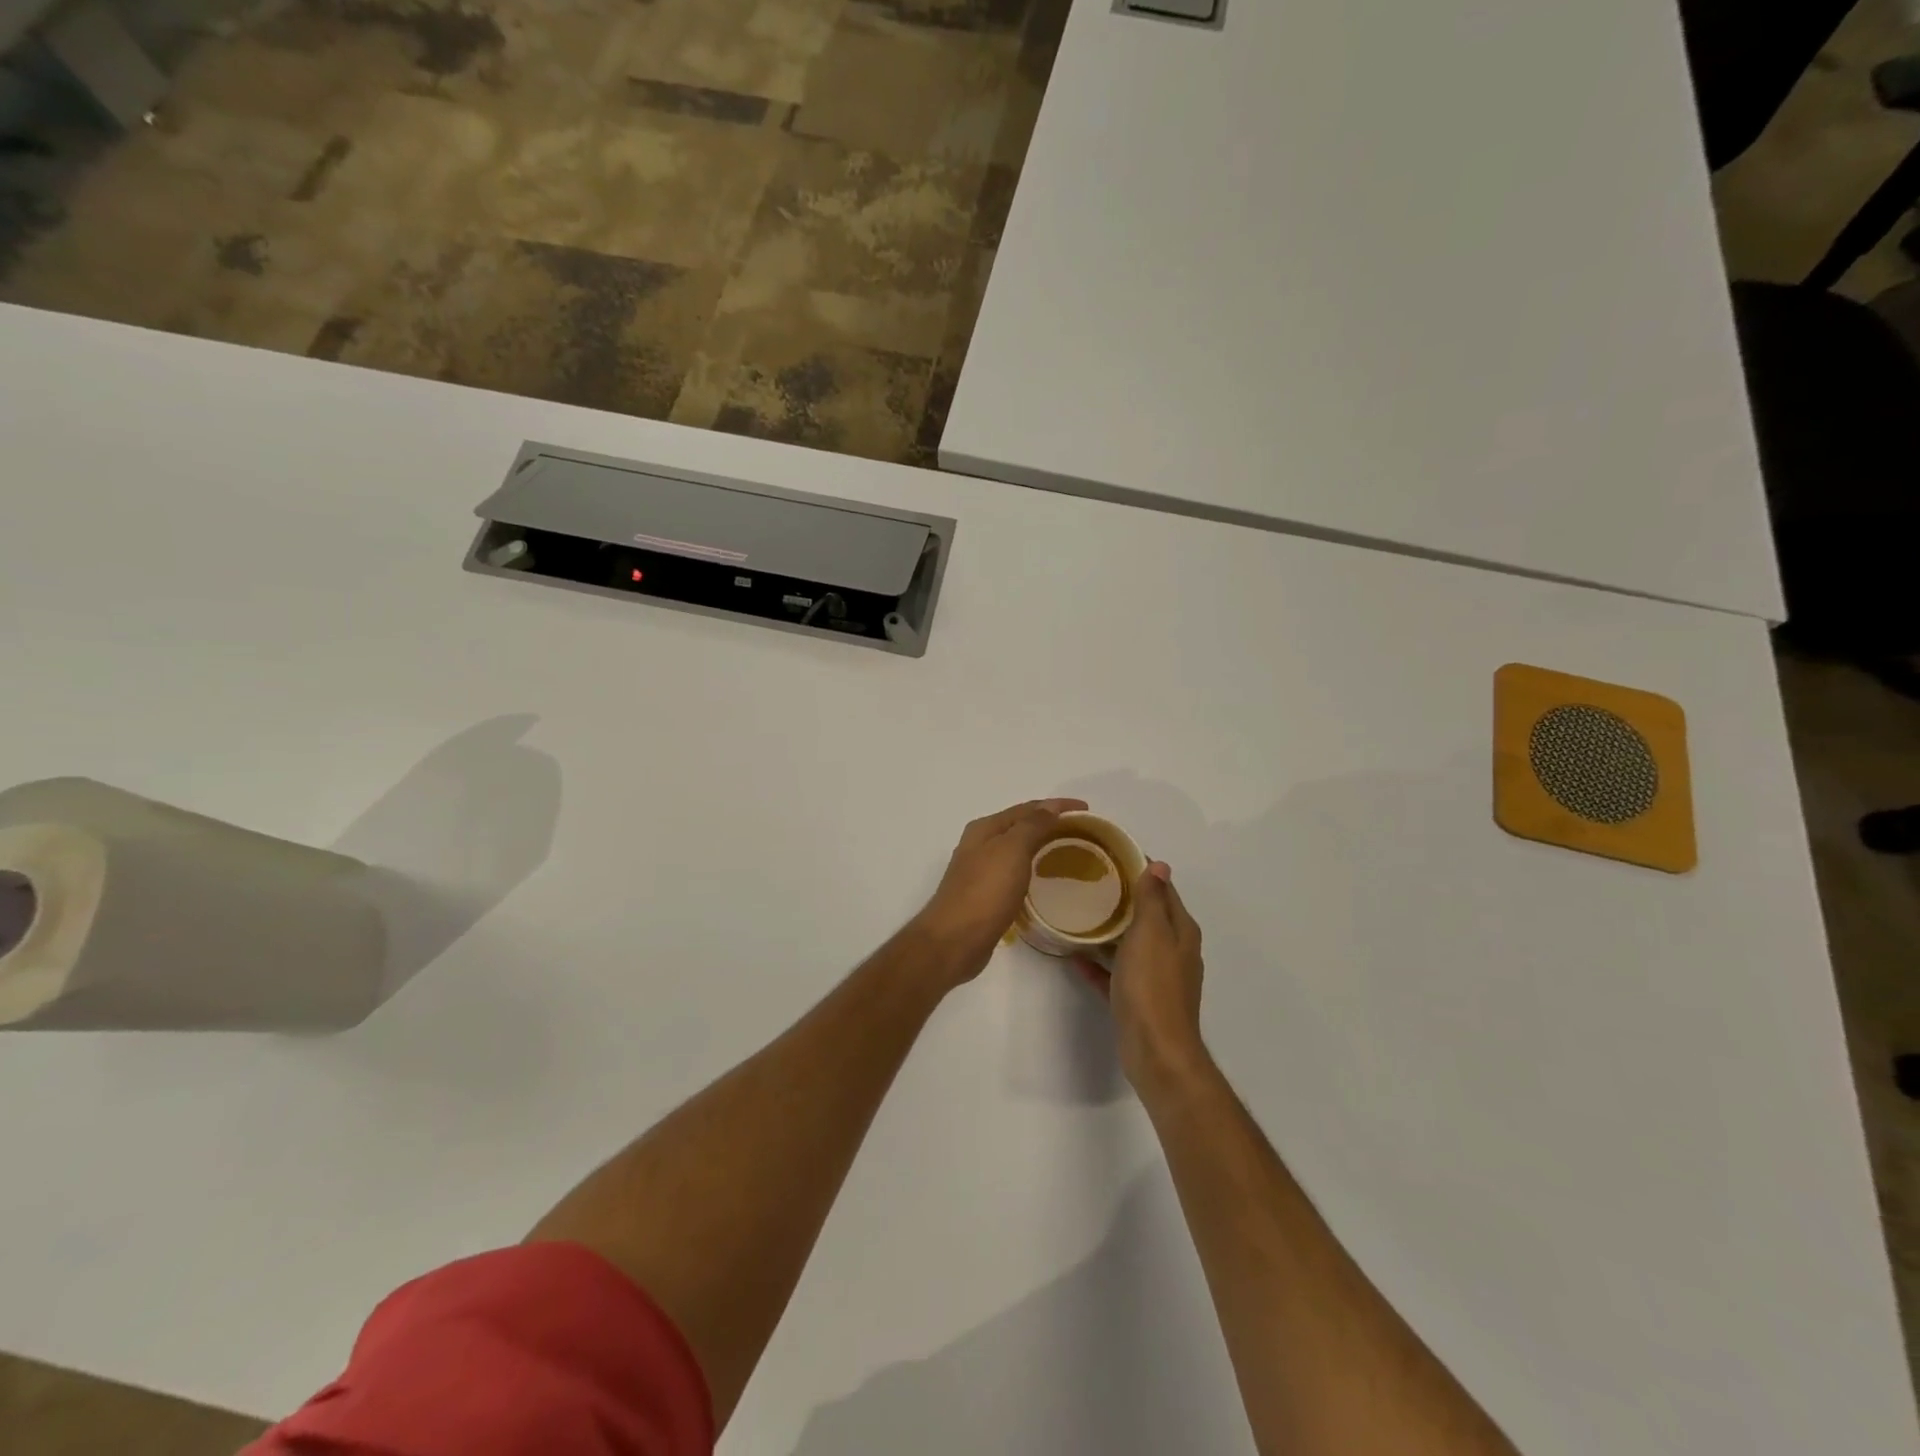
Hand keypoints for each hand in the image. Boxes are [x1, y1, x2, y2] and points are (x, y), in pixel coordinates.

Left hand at [913, 799, 1087, 984]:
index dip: (1057, 805)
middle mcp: (979, 845)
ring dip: (1040, 846)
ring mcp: (979, 871)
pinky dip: (1031, 869)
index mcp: (985, 829)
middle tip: (1082, 832)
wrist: (954, 941)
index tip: (1087, 810)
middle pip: (1020, 826)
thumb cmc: (985, 892)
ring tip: (1068, 852)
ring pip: (1016, 850)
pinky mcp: (984, 896)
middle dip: (1049, 823)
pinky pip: (1014, 873)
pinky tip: (1044, 880)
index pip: (1027, 808)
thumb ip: (1031, 825)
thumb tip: (1049, 806)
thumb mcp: (1011, 850)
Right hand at [1074, 863, 1207, 1086]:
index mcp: (1180, 931)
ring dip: (1110, 931)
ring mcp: (1157, 978)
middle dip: (1124, 899)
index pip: (1165, 890)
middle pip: (1149, 917)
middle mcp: (1174, 951)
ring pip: (1132, 945)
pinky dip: (1100, 965)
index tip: (1113, 856)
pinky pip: (1117, 974)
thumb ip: (1153, 899)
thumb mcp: (1151, 933)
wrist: (1156, 1050)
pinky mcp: (1139, 1000)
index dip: (1144, 871)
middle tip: (1090, 882)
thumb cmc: (1153, 985)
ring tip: (1079, 914)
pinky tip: (1075, 957)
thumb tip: (1161, 865)